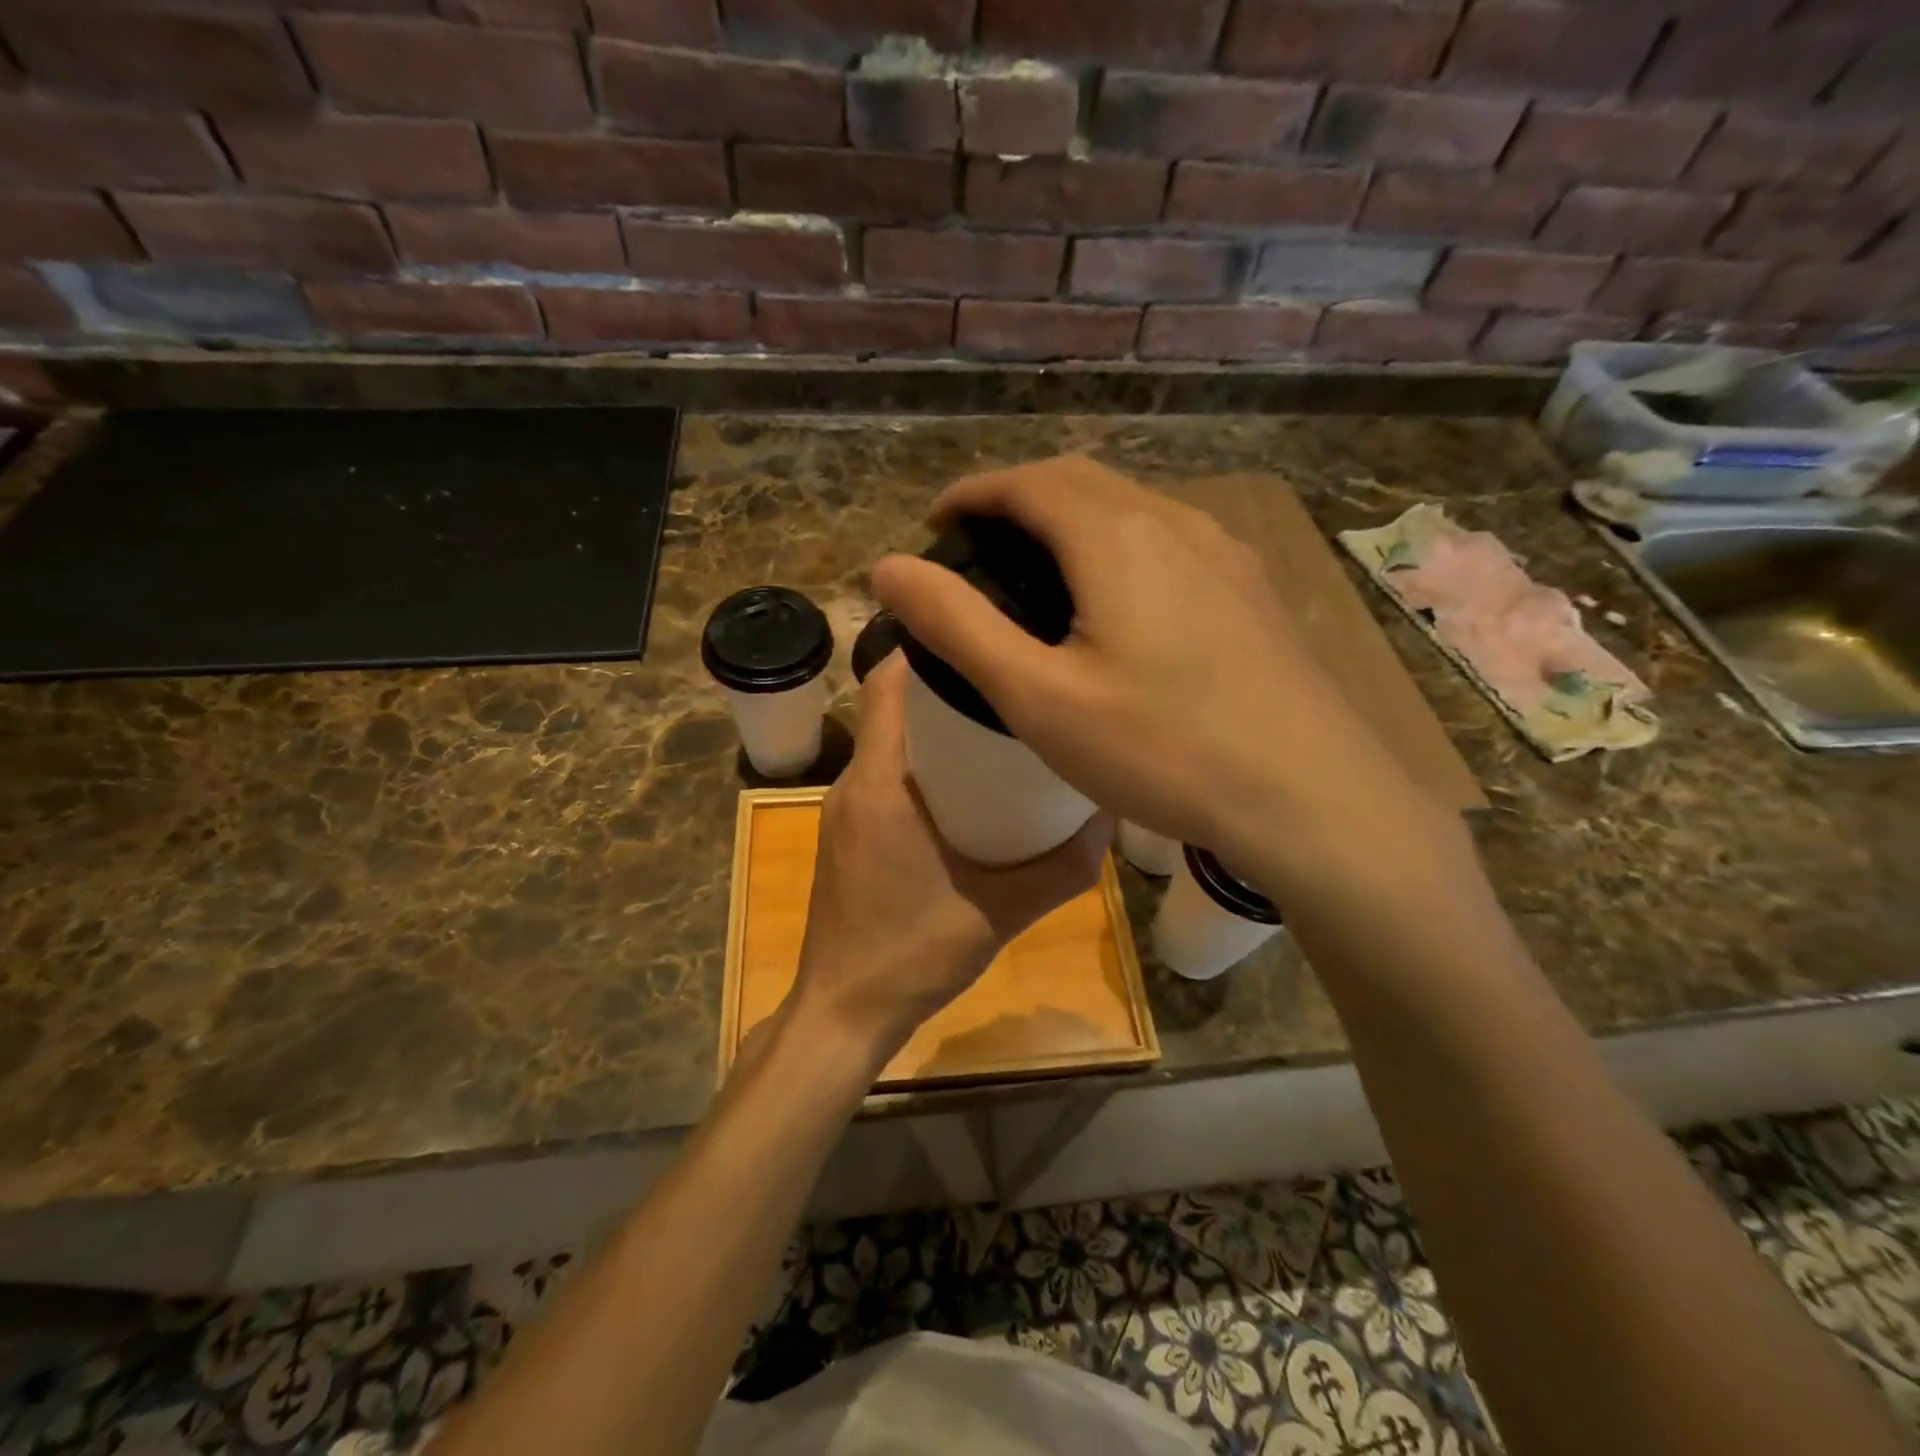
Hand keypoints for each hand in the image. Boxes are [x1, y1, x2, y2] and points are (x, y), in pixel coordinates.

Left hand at [789, 655, 1109, 1068]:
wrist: (844, 1012)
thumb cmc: (913, 954)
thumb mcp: (1001, 911)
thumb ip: (1062, 868)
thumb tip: (1107, 820)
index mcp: (880, 783)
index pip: (887, 683)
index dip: (929, 649)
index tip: (983, 641)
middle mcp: (853, 784)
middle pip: (893, 707)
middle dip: (945, 689)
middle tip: (1009, 686)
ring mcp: (843, 811)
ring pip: (888, 743)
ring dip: (934, 729)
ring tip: (997, 729)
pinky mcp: (846, 835)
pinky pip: (883, 776)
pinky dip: (920, 765)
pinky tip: (966, 790)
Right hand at [871, 454, 1427, 872]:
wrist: (1311, 796)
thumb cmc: (1162, 749)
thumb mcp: (1039, 696)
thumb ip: (958, 626)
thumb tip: (888, 568)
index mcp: (1116, 536)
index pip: (1028, 481)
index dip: (973, 492)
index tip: (937, 522)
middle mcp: (1174, 522)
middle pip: (1081, 482)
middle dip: (1019, 499)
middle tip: (977, 546)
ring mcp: (1224, 553)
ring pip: (1130, 508)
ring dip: (1072, 519)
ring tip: (1037, 569)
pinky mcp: (1250, 590)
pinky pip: (1168, 541)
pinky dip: (1118, 546)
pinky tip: (1117, 601)